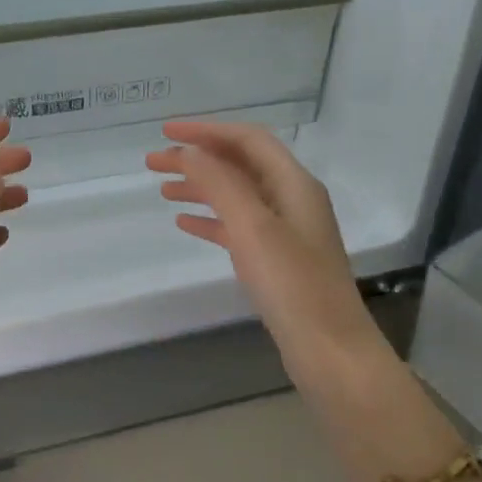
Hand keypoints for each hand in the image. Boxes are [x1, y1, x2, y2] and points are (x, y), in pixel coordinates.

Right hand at [147, 121, 393, 412]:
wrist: (328, 350)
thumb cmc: (293, 285)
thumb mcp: (253, 227)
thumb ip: (220, 183)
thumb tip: (189, 151)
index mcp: (294, 184)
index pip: (248, 140)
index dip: (206, 131)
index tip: (165, 132)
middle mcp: (293, 200)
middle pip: (240, 166)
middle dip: (198, 159)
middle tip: (153, 163)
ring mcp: (286, 232)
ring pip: (237, 197)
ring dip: (201, 188)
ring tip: (163, 190)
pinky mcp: (278, 262)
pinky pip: (239, 228)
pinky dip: (211, 220)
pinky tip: (185, 224)